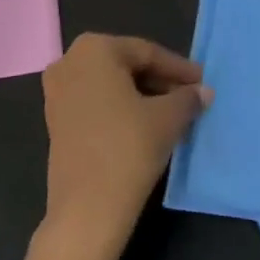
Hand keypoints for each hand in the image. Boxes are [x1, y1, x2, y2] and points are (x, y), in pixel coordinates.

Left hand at [39, 34, 211, 259]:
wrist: (86, 211)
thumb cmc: (127, 149)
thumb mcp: (167, 119)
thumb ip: (188, 98)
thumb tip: (204, 91)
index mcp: (95, 48)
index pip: (147, 53)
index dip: (178, 69)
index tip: (203, 82)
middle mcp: (70, 61)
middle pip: (127, 66)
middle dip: (160, 82)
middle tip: (190, 97)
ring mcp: (57, 91)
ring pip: (112, 85)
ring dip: (143, 96)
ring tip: (174, 113)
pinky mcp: (55, 120)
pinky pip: (97, 103)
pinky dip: (122, 109)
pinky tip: (147, 126)